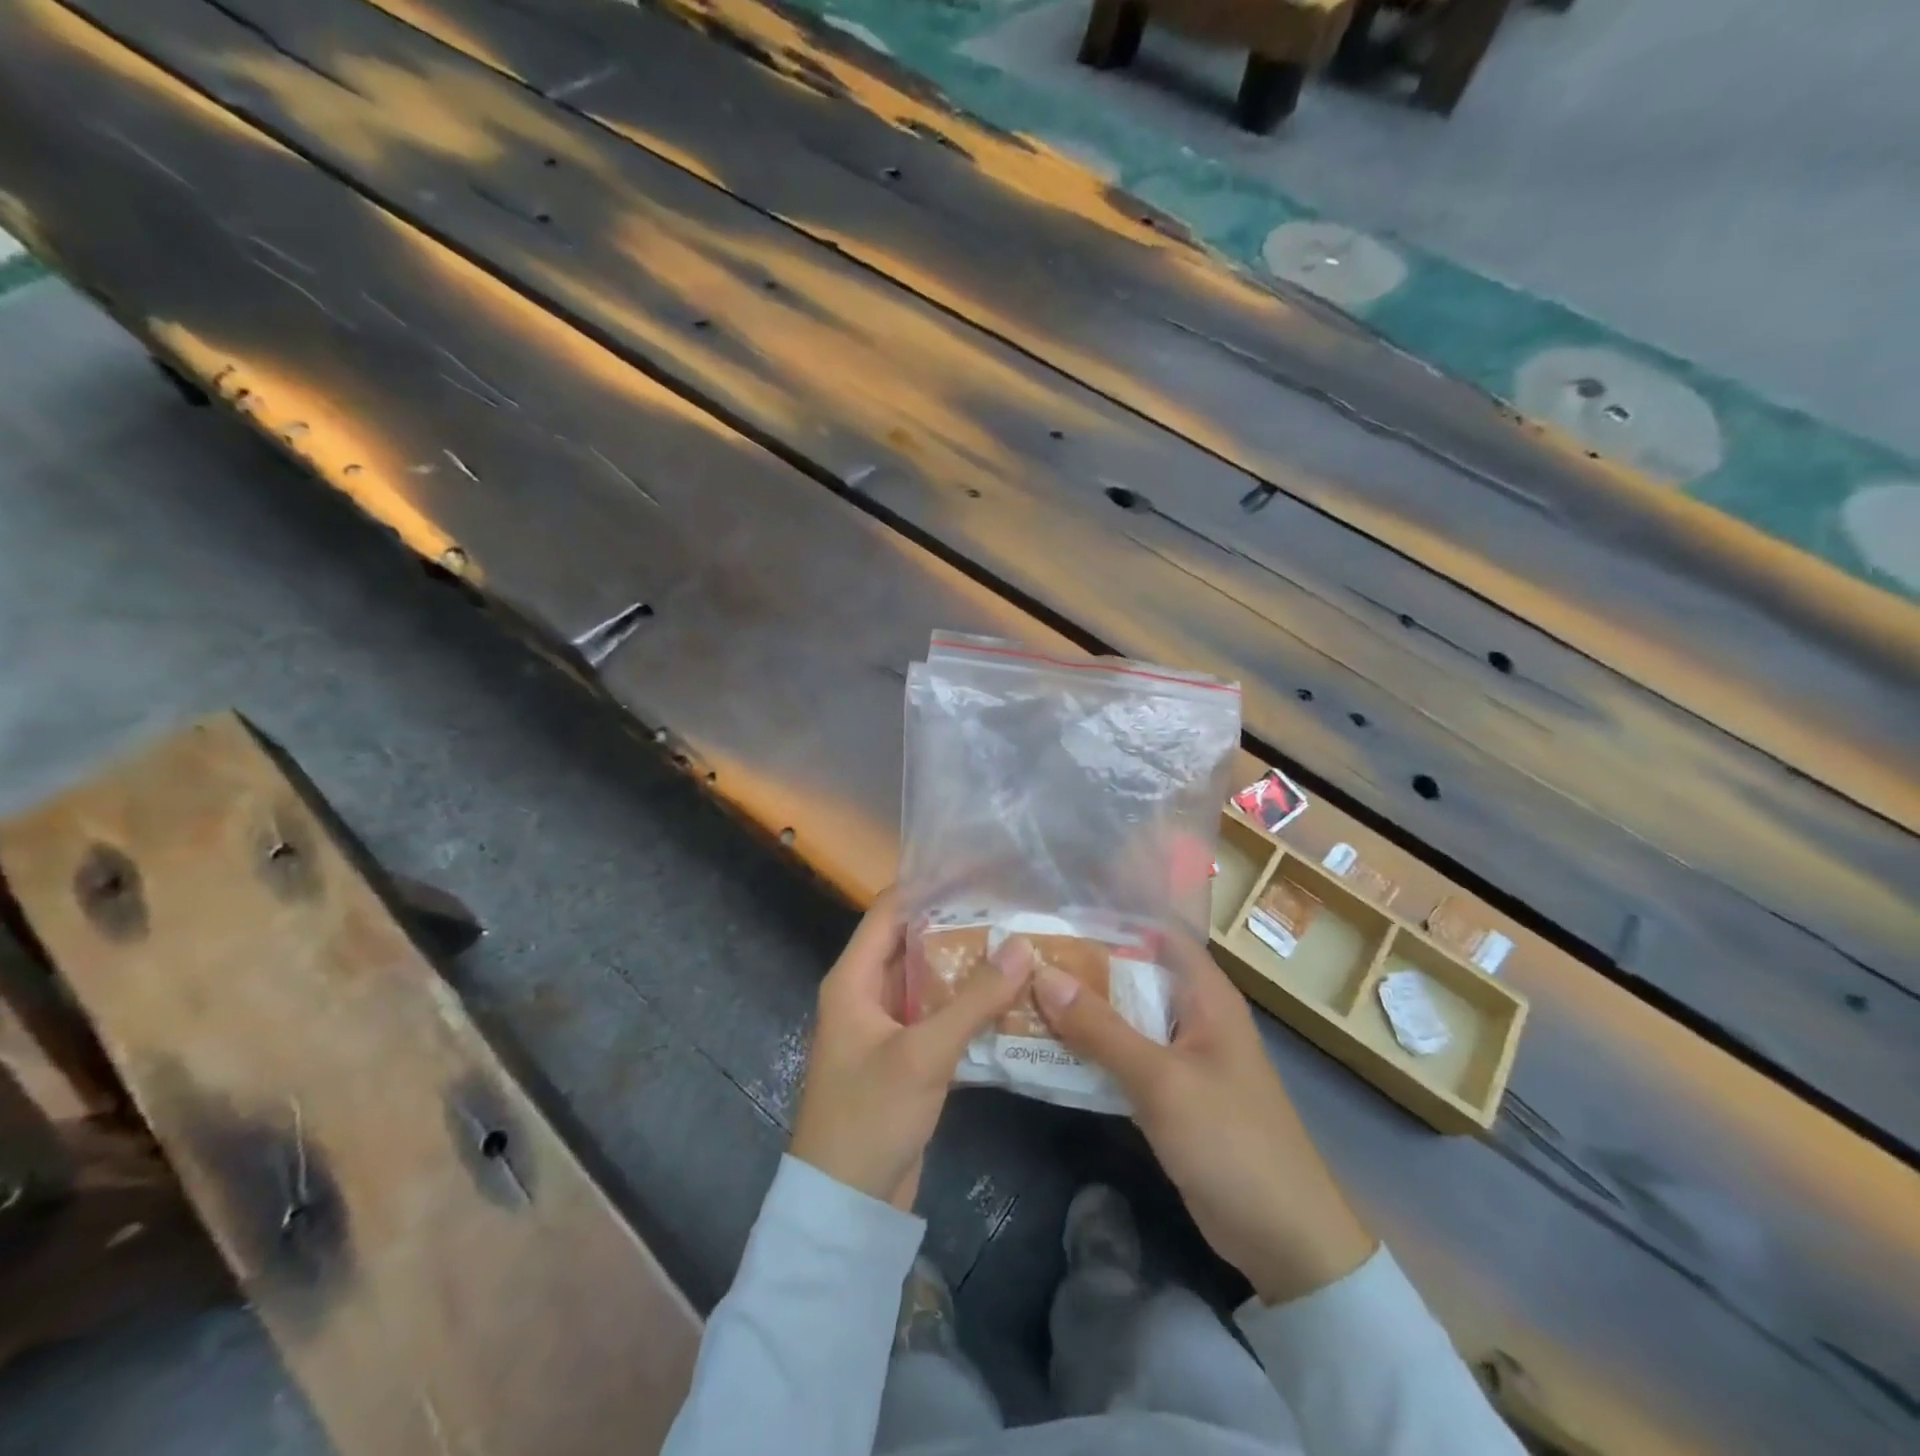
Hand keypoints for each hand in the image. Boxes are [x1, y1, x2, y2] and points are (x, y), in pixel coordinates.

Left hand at [789, 890, 1034, 1209]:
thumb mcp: (923, 1053)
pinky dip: (969, 1005)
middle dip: (959, 925)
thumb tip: (1021, 944)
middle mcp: (867, 993)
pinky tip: (1011, 998)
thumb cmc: (870, 1116)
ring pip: (931, 980)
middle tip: (1013, 908)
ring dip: (969, 967)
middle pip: (914, 942)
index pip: (891, 910)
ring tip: (1020, 944)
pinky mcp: (906, 1056)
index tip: (979, 870)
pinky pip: (939, 1016)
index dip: (930, 886)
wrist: (846, 1205)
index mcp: (854, 978)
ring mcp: (887, 1026)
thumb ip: (974, 999)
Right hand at [1029, 933, 1375, 1304]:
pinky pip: (1124, 1058)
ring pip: (1124, 1018)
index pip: (1157, 934)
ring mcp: (1180, 1056)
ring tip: (1023, 993)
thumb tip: (1044, 976)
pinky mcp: (1169, 1094)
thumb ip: (1102, 1029)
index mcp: (1205, 995)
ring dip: (1082, 1011)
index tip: (1057, 916)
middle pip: (1133, 975)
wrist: (1285, 1240)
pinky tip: (1047, 1048)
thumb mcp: (1161, 1080)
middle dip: (1083, 967)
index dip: (1111, 920)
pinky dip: (1091, 1050)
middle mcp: (1192, 1015)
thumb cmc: (1231, 1141)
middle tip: (1024, 958)